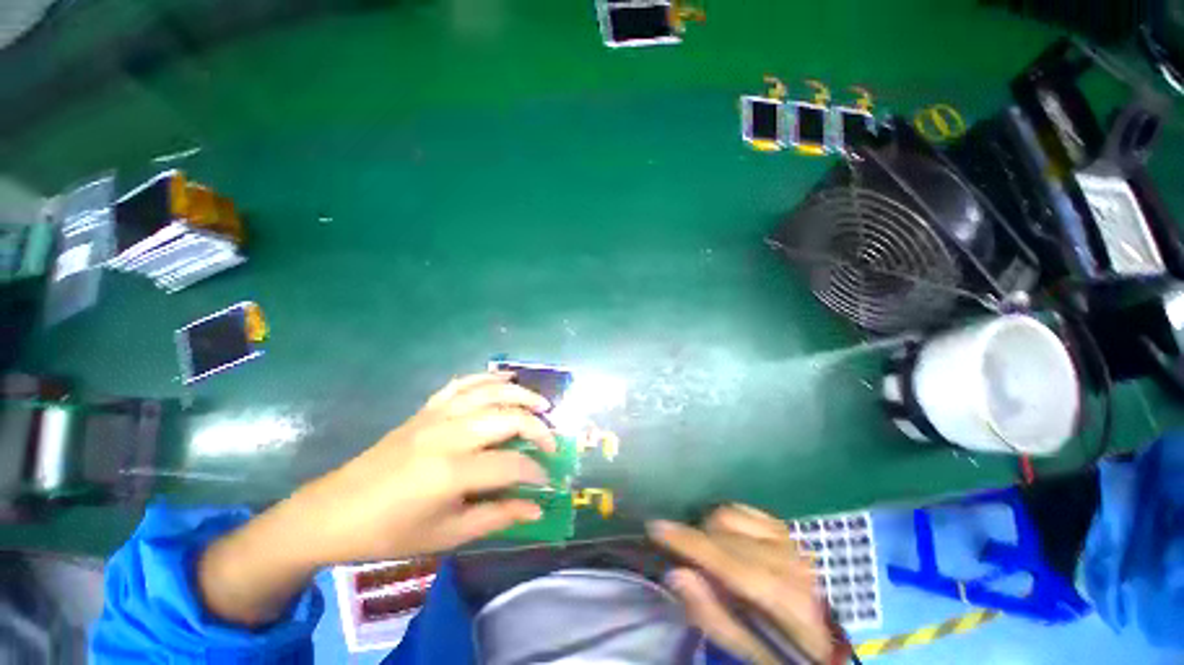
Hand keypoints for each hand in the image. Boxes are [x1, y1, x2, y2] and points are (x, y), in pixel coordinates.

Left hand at [198, 372, 555, 625]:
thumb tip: (536, 509)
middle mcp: (450, 435)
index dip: (536, 473)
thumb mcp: (447, 535)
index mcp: (453, 473)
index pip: (511, 466)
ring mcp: (437, 416)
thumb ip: (496, 517)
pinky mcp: (426, 409)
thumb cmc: (391, 532)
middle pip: (508, 419)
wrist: (334, 511)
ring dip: (521, 394)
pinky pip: (463, 384)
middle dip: (538, 429)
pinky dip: (487, 378)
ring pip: (490, 392)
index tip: (547, 481)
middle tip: (552, 442)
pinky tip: (505, 378)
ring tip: (542, 404)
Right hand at [648, 505, 835, 663]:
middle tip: (681, 552)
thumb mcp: (744, 646)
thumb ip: (710, 614)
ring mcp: (787, 538)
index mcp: (783, 598)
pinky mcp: (783, 527)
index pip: (728, 563)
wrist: (819, 634)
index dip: (688, 543)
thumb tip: (674, 573)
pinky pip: (739, 507)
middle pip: (723, 532)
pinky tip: (724, 537)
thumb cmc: (778, 645)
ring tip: (708, 550)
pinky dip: (723, 518)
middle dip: (694, 537)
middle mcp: (787, 560)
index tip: (655, 528)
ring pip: (727, 514)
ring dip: (708, 528)